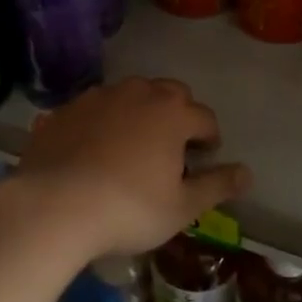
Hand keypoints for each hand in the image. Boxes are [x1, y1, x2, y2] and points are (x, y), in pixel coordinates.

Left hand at [13, 77, 251, 259]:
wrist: (53, 205)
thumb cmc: (128, 209)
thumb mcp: (181, 207)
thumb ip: (216, 186)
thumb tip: (248, 173)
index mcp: (173, 113)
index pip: (205, 117)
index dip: (210, 137)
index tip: (205, 156)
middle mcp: (139, 93)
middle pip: (170, 93)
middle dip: (179, 113)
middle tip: (173, 146)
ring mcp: (100, 97)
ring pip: (131, 94)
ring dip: (140, 112)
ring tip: (134, 144)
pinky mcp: (67, 109)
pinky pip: (95, 108)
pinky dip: (103, 121)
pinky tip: (94, 148)